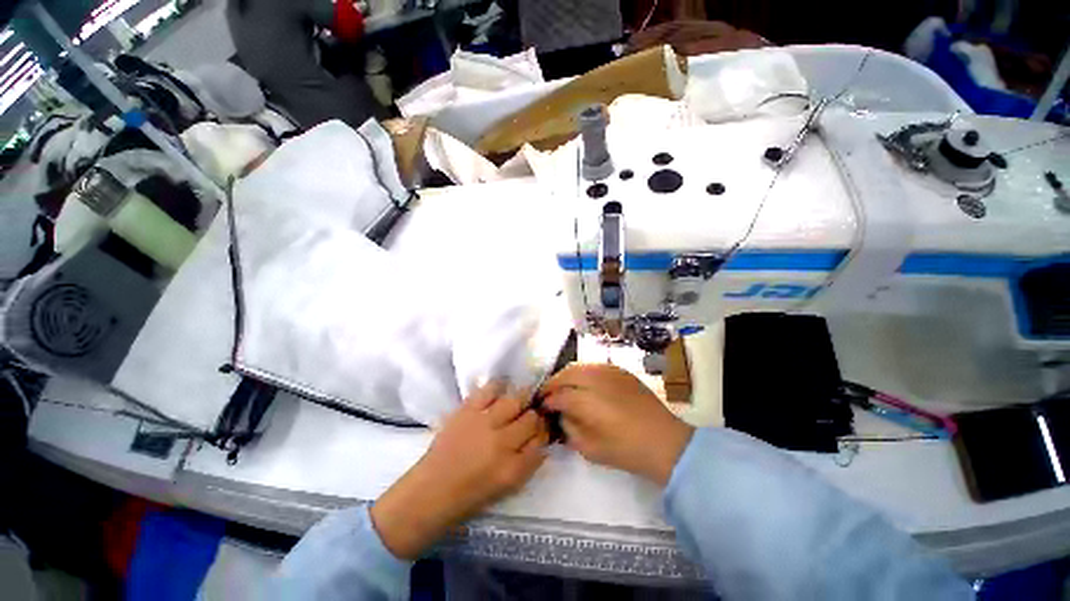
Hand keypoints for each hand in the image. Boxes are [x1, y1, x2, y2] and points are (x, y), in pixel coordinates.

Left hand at [370, 382, 548, 559]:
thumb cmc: (470, 495)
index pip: (541, 440)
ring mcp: (484, 424)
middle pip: (531, 418)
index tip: (541, 429)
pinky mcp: (467, 411)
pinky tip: (501, 390)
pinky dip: (498, 387)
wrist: (432, 491)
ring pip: (515, 400)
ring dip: (521, 400)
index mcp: (513, 469)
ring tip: (518, 401)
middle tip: (529, 415)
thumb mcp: (507, 486)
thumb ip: (528, 462)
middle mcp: (502, 443)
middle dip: (534, 416)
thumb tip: (541, 439)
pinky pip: (490, 390)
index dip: (544, 432)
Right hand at [541, 364, 693, 485]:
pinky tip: (583, 383)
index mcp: (586, 400)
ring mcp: (609, 371)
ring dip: (567, 376)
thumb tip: (561, 414)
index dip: (547, 400)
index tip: (542, 406)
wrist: (664, 440)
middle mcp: (595, 379)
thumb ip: (569, 428)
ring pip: (579, 366)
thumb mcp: (589, 449)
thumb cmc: (625, 450)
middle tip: (548, 394)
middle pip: (565, 374)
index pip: (558, 395)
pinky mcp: (620, 370)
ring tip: (563, 387)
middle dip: (553, 383)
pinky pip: (594, 366)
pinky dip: (583, 372)